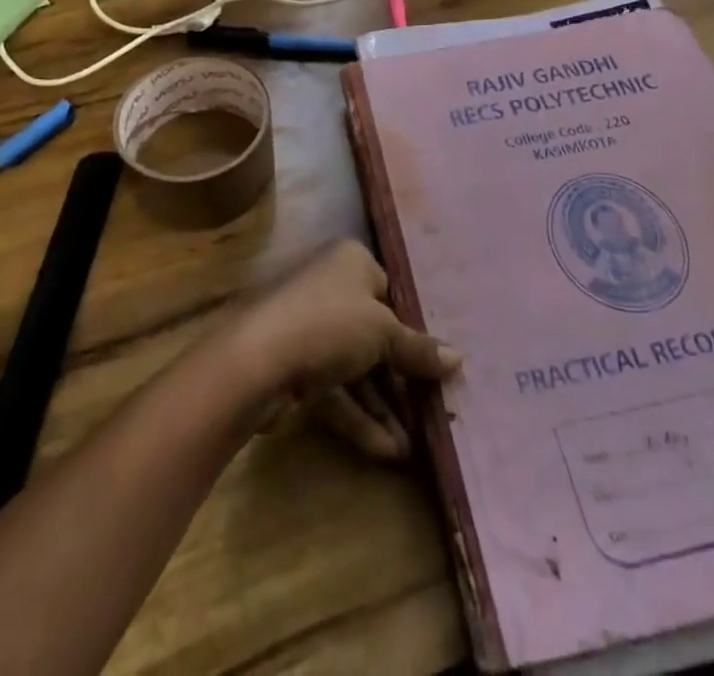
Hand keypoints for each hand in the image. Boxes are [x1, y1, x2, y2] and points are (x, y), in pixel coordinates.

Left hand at [223, 240, 461, 459]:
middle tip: (430, 408)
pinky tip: (388, 451)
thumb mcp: (383, 332)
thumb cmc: (328, 324)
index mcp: (350, 262)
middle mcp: (329, 288)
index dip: (411, 326)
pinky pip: (336, 390)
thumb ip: (418, 349)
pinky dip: (359, 417)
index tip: (435, 360)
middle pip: (374, 333)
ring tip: (413, 446)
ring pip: (355, 367)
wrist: (256, 359)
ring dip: (383, 406)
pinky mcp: (295, 367)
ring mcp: (309, 329)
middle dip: (401, 375)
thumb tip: (457, 359)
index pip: (389, 291)